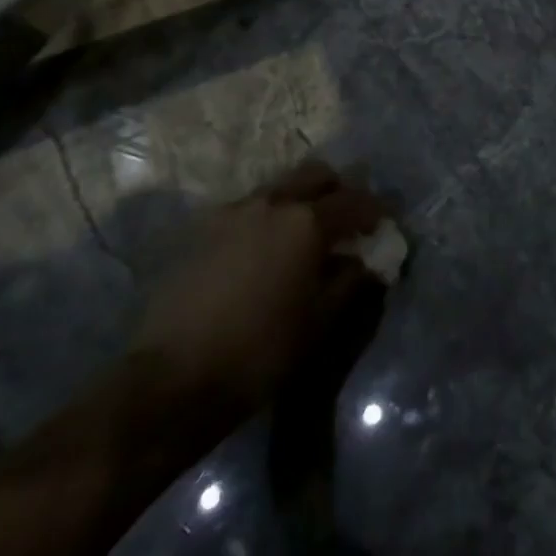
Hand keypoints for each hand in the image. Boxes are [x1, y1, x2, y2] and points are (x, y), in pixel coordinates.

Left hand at [132, 162, 386, 424]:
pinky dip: (268, 218)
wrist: (170, 380)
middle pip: (316, 174)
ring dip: (300, 201)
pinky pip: (248, 209)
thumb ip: (351, 281)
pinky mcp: (202, 231)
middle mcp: (271, 202)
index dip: (375, 210)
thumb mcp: (320, 322)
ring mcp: (232, 213)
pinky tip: (266, 251)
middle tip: (348, 220)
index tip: (386, 223)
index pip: (354, 201)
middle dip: (338, 190)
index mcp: (306, 221)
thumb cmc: (259, 352)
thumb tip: (367, 261)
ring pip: (279, 188)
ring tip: (305, 236)